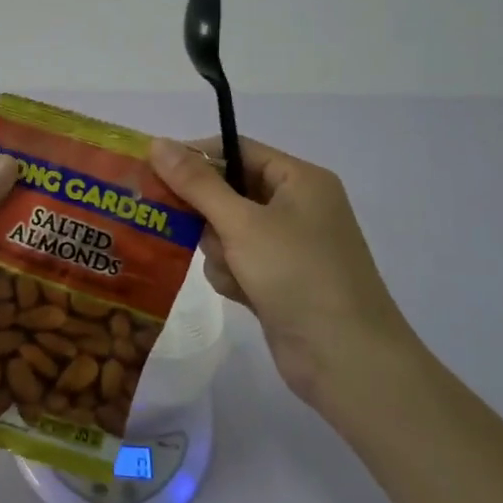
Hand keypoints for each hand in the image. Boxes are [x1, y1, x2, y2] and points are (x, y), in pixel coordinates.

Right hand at [148, 136, 416, 412]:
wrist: (346, 360)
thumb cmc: (298, 275)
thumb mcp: (242, 223)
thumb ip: (196, 182)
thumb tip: (157, 142)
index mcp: (299, 179)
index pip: (237, 149)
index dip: (196, 157)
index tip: (156, 171)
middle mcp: (296, 206)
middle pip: (228, 190)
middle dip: (207, 214)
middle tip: (179, 224)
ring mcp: (289, 245)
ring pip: (227, 229)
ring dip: (220, 250)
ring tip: (234, 271)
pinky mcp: (279, 279)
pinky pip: (238, 260)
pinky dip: (232, 274)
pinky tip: (241, 293)